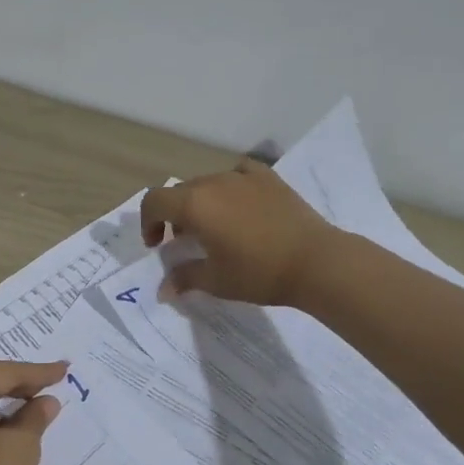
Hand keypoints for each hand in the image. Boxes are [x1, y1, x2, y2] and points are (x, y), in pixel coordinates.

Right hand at [141, 160, 341, 306]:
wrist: (316, 261)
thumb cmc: (259, 272)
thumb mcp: (216, 280)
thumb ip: (184, 278)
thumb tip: (163, 290)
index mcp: (194, 205)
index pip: (154, 201)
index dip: (147, 222)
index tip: (156, 245)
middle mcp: (213, 183)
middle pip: (180, 192)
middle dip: (173, 216)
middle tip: (182, 242)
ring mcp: (242, 176)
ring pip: (207, 183)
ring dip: (200, 203)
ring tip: (213, 228)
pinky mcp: (268, 178)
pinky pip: (238, 174)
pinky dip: (229, 187)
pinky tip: (239, 204)